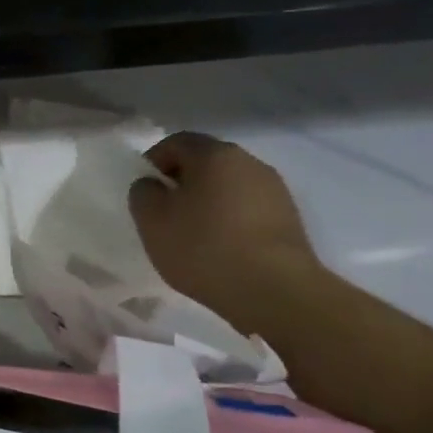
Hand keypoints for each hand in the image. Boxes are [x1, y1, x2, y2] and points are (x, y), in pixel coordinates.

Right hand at [128, 132, 323, 328]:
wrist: (273, 290)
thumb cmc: (203, 247)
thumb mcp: (151, 220)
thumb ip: (143, 193)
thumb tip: (153, 185)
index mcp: (214, 154)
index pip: (176, 142)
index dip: (153, 161)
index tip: (144, 190)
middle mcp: (249, 162)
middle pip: (206, 162)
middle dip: (182, 181)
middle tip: (164, 212)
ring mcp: (275, 190)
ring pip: (229, 186)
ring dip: (207, 202)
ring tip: (192, 234)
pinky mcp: (289, 218)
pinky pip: (247, 208)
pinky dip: (229, 219)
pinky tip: (220, 248)